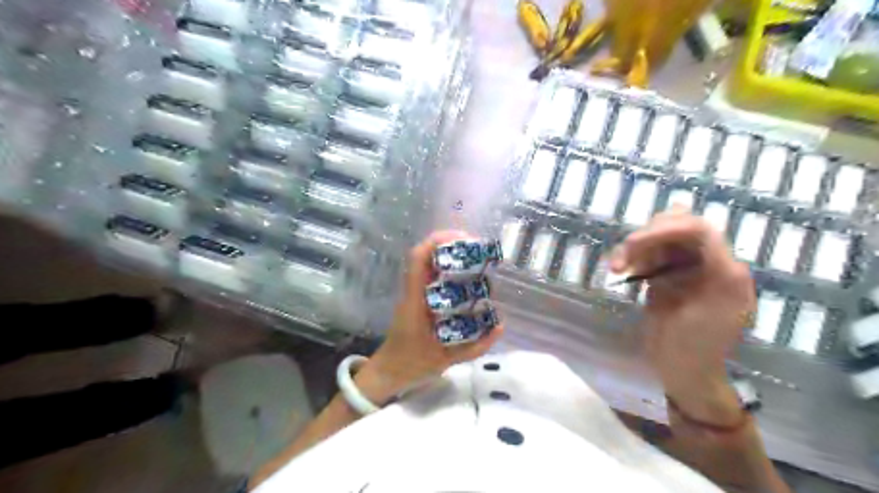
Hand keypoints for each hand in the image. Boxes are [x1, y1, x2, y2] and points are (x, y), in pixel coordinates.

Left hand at [358, 231, 504, 403]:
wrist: (389, 372)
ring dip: (448, 255)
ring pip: (426, 263)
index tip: (464, 239)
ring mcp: (412, 294)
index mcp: (414, 300)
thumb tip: (500, 325)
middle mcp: (412, 291)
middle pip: (424, 255)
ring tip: (475, 258)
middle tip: (477, 249)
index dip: (438, 242)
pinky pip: (429, 276)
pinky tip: (465, 277)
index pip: (418, 260)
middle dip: (449, 245)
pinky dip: (446, 269)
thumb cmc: (413, 364)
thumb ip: (476, 345)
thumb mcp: (447, 358)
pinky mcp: (416, 299)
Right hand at [613, 207, 754, 422]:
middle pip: (676, 226)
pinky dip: (632, 257)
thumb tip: (697, 231)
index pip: (699, 230)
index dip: (666, 228)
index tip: (634, 243)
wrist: (683, 369)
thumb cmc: (698, 345)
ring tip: (617, 268)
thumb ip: (708, 266)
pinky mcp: (665, 275)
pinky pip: (647, 253)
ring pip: (658, 237)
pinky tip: (621, 270)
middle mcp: (706, 262)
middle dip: (646, 237)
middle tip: (623, 260)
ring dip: (635, 247)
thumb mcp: (709, 306)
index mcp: (725, 269)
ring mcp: (684, 267)